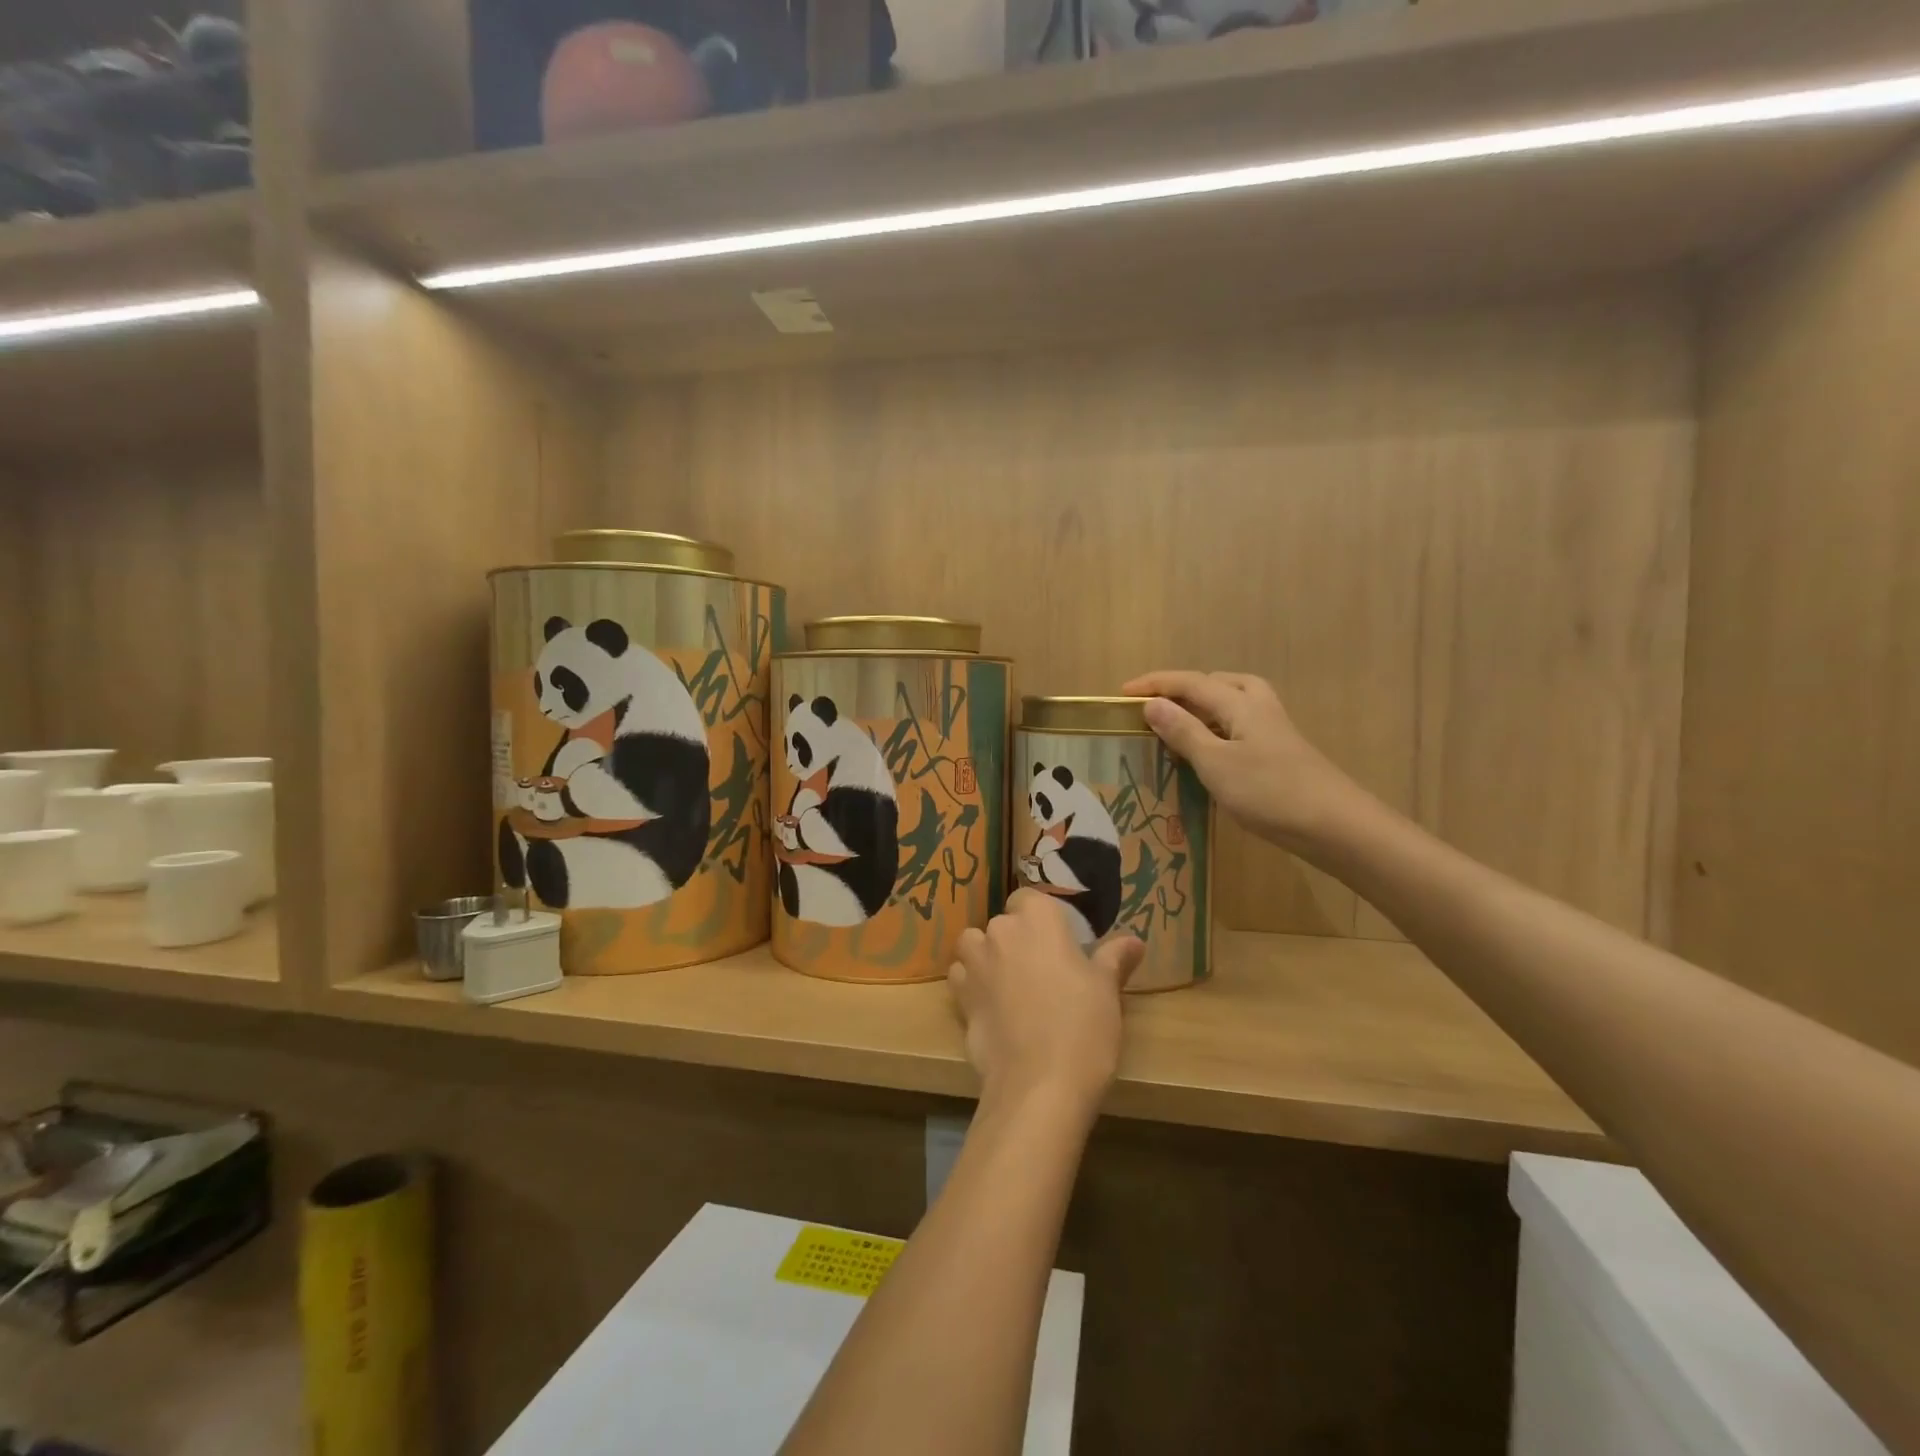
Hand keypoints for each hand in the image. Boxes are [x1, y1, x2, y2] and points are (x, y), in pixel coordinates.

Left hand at [949, 891, 1144, 1113]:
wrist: (1039, 1085)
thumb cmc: (1082, 1027)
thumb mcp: (1107, 990)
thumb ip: (1114, 958)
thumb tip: (1134, 942)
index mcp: (1038, 919)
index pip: (1029, 898)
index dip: (1040, 917)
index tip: (1058, 941)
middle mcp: (1000, 931)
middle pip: (1003, 923)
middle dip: (1018, 939)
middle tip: (1042, 970)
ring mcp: (975, 963)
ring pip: (974, 945)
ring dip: (987, 956)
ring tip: (1010, 984)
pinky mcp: (959, 996)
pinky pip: (961, 976)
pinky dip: (972, 984)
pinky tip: (992, 1005)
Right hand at [1122, 670, 1365, 847]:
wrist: (1334, 825)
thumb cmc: (1269, 792)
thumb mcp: (1215, 763)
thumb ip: (1183, 731)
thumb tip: (1152, 703)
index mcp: (1240, 703)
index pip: (1190, 682)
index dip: (1155, 684)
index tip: (1122, 694)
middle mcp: (1258, 706)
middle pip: (1217, 682)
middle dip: (1183, 688)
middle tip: (1157, 707)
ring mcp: (1273, 728)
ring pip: (1233, 702)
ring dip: (1203, 706)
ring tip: (1180, 725)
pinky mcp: (1280, 750)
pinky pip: (1240, 724)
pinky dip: (1218, 727)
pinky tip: (1211, 752)